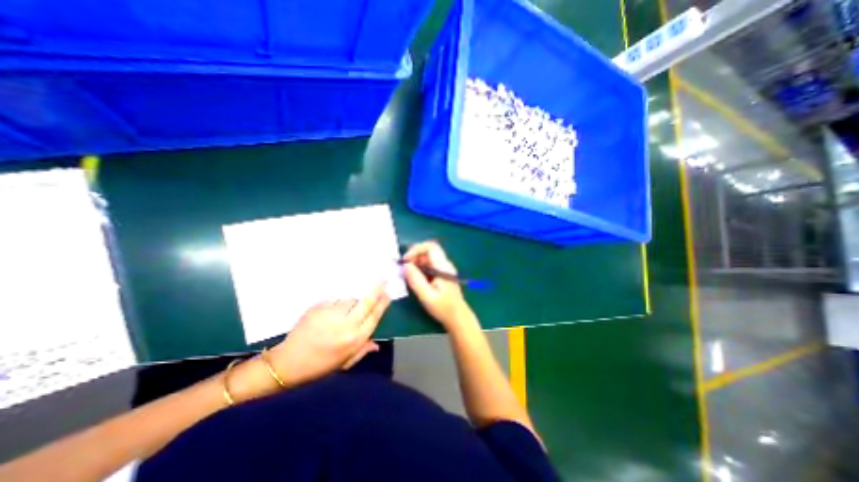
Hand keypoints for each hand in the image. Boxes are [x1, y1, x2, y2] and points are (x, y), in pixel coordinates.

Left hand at [268, 284, 390, 389]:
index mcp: (354, 340)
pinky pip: (335, 300)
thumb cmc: (319, 366)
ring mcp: (332, 314)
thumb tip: (377, 343)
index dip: (383, 304)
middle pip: (366, 302)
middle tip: (383, 280)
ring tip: (350, 305)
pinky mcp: (319, 308)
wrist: (287, 363)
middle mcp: (346, 325)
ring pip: (350, 299)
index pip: (374, 316)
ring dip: (354, 299)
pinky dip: (339, 302)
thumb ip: (362, 350)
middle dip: (377, 290)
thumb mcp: (344, 363)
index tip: (387, 295)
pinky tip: (336, 307)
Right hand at [402, 240, 472, 330]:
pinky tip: (415, 279)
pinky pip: (429, 265)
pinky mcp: (441, 274)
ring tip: (408, 275)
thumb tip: (405, 265)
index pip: (431, 247)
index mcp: (443, 267)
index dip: (416, 249)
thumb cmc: (444, 308)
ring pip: (427, 258)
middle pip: (428, 251)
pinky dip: (419, 268)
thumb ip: (416, 280)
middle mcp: (445, 265)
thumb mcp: (427, 296)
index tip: (406, 260)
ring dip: (416, 263)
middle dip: (414, 256)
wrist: (458, 317)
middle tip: (404, 268)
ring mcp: (444, 269)